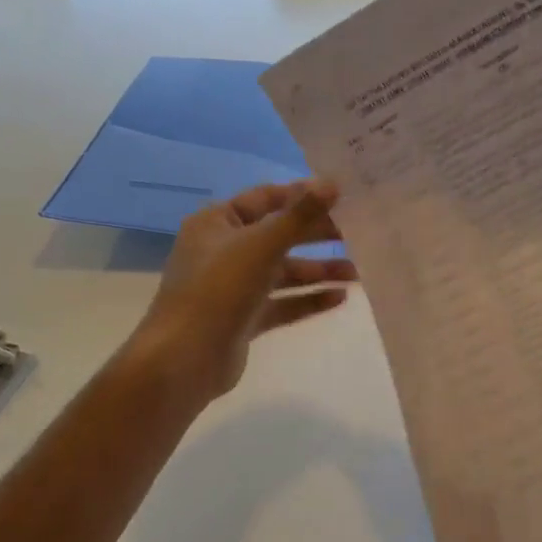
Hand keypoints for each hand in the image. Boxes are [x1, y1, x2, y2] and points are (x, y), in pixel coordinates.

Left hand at [129, 181, 356, 402]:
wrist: (185, 359)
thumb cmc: (219, 288)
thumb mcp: (262, 244)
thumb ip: (300, 215)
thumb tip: (333, 183)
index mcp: (217, 223)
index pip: (265, 198)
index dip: (301, 195)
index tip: (340, 196)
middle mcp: (223, 250)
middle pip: (277, 235)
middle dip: (315, 236)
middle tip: (355, 233)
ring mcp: (232, 286)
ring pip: (282, 272)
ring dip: (317, 270)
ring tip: (356, 273)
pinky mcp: (243, 318)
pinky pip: (281, 303)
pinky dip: (307, 299)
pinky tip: (339, 298)